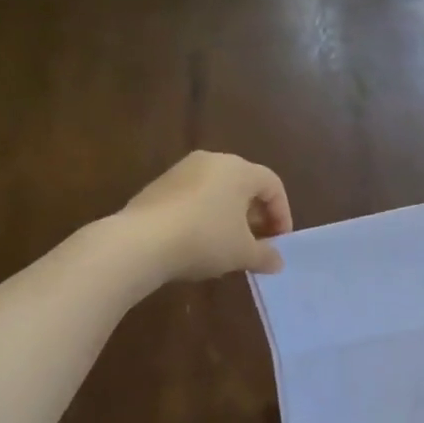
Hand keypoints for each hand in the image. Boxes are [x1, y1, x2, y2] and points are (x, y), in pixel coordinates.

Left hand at [121, 151, 292, 279]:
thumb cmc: (205, 239)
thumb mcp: (242, 253)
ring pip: (218, 190)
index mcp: (239, 170)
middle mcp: (212, 161)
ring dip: (230, 215)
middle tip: (258, 242)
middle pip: (245, 185)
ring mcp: (182, 170)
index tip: (279, 242)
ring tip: (229, 245)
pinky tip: (200, 241)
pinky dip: (205, 215)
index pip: (273, 185)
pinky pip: (194, 197)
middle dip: (257, 215)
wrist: (140, 242)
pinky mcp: (159, 185)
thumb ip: (265, 255)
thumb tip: (277, 262)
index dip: (282, 214)